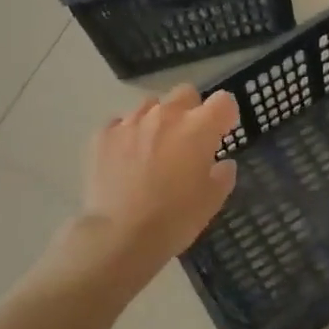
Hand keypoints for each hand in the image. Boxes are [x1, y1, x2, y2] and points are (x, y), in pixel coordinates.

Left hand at [73, 85, 239, 281]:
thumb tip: (223, 164)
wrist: (119, 235)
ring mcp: (130, 122)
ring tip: (153, 149)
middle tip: (188, 139)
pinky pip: (120, 124)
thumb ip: (223, 175)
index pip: (223, 101)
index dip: (225, 115)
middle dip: (191, 110)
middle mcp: (165, 116)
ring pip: (151, 106)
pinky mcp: (102, 135)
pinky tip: (126, 159)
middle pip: (185, 93)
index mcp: (198, 128)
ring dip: (158, 121)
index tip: (222, 132)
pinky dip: (128, 135)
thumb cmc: (174, 219)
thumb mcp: (211, 202)